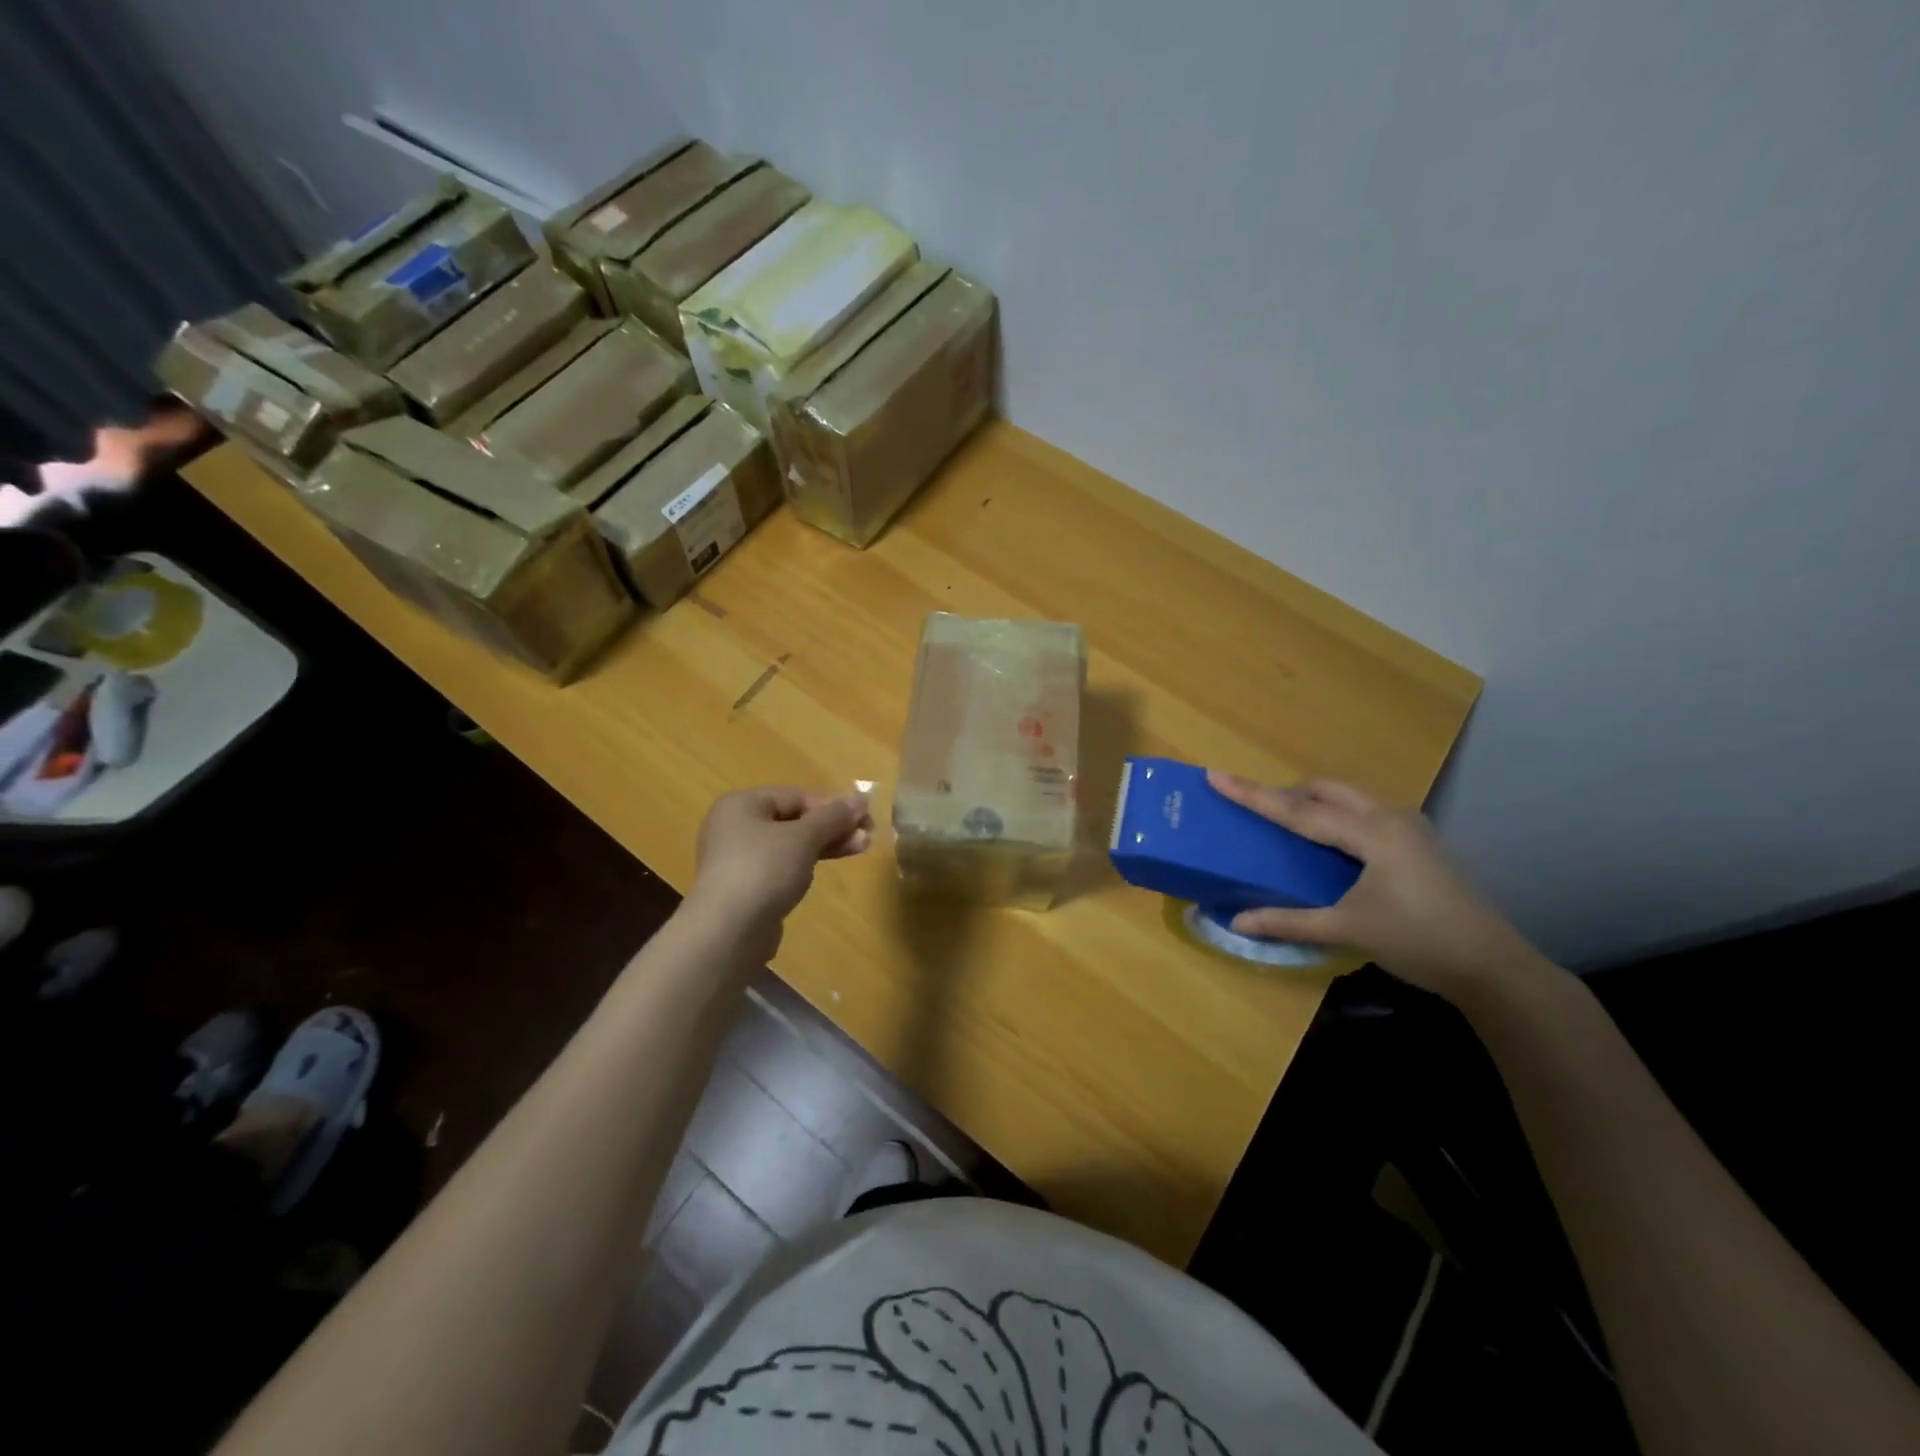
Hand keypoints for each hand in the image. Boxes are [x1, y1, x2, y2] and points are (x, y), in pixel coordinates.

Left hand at [688, 787, 873, 942]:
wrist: (727, 931)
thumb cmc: (764, 870)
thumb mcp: (804, 838)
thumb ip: (833, 817)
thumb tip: (861, 798)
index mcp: (741, 804)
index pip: (796, 796)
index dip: (832, 806)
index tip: (863, 820)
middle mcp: (734, 826)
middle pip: (793, 819)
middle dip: (832, 827)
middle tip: (867, 837)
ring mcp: (736, 859)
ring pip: (789, 845)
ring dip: (824, 846)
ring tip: (859, 850)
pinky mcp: (743, 887)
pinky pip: (779, 867)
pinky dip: (803, 866)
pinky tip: (821, 872)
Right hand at [1206, 771, 1547, 1001]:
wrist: (1492, 966)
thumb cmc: (1418, 942)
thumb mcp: (1347, 930)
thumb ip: (1288, 922)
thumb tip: (1236, 922)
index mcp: (1371, 833)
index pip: (1298, 810)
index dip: (1253, 794)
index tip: (1215, 775)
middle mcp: (1389, 817)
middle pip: (1325, 790)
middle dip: (1285, 792)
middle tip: (1253, 807)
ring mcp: (1408, 826)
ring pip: (1347, 797)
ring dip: (1311, 801)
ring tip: (1284, 821)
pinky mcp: (1416, 841)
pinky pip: (1362, 811)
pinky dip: (1334, 814)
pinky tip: (1326, 840)